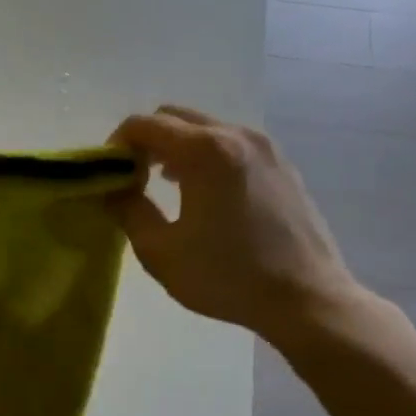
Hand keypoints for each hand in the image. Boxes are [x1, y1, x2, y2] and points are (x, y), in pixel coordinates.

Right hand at [108, 106, 369, 343]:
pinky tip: (205, 195)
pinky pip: (232, 144)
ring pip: (206, 129)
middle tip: (134, 179)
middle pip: (175, 117)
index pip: (144, 124)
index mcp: (204, 151)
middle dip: (147, 142)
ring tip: (167, 188)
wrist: (306, 298)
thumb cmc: (227, 277)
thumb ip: (128, 210)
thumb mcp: (161, 252)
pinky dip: (208, 156)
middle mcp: (236, 135)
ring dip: (177, 148)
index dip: (116, 145)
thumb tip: (114, 188)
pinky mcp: (282, 164)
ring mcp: (264, 147)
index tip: (109, 175)